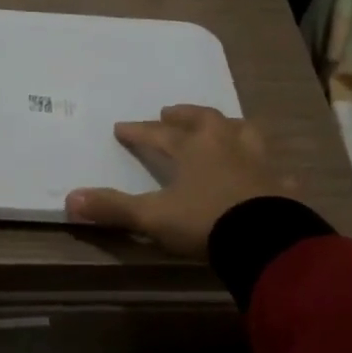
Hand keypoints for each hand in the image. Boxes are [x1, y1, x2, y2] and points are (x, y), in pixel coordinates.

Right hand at [65, 104, 290, 258]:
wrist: (265, 240)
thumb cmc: (205, 222)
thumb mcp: (153, 217)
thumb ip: (113, 208)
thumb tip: (70, 199)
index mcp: (193, 148)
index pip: (159, 134)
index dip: (139, 131)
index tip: (121, 127)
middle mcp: (226, 145)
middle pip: (204, 120)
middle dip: (184, 116)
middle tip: (171, 112)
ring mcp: (257, 162)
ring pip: (243, 132)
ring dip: (229, 127)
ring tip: (221, 127)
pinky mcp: (281, 185)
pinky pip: (274, 170)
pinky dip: (266, 169)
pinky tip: (266, 173)